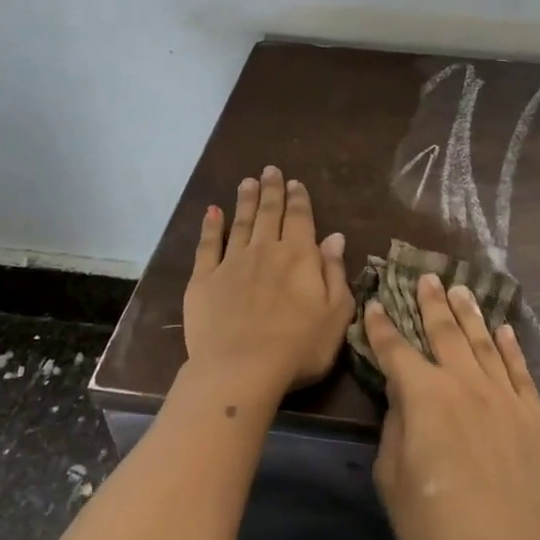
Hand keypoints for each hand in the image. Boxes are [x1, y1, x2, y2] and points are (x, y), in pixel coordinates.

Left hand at [184, 166, 352, 401]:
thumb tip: (335, 237)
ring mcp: (232, 262)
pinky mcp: (204, 279)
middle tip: (270, 170)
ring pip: (240, 222)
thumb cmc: (299, 347)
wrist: (241, 369)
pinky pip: (207, 245)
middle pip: (269, 212)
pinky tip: (212, 212)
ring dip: (244, 200)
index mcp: (299, 256)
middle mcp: (265, 250)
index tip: (295, 183)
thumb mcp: (336, 313)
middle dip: (271, 190)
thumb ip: (336, 272)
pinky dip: (210, 226)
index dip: (299, 199)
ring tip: (246, 181)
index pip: (301, 218)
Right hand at [366, 276, 539, 539]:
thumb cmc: (439, 529)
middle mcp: (465, 384)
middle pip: (445, 332)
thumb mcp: (394, 483)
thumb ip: (394, 431)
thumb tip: (402, 401)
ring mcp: (504, 397)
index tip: (374, 304)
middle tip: (426, 277)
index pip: (396, 351)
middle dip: (431, 303)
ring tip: (461, 289)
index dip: (381, 327)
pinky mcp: (534, 417)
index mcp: (424, 396)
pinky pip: (520, 370)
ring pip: (484, 342)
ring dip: (470, 314)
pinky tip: (505, 330)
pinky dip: (511, 347)